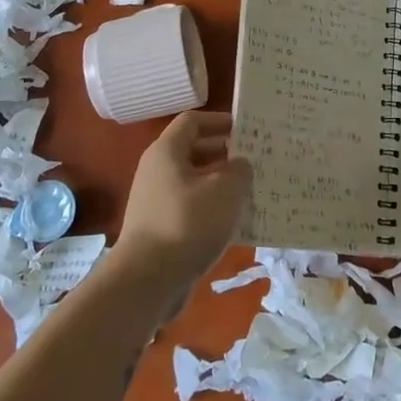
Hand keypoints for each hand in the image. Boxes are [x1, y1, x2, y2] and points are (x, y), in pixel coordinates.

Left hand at [113, 111, 252, 300]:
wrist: (147, 280)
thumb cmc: (188, 223)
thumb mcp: (226, 191)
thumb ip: (239, 171)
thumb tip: (239, 165)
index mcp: (167, 152)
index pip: (192, 121)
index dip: (219, 121)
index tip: (245, 129)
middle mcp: (157, 171)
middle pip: (193, 151)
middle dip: (223, 153)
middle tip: (254, 159)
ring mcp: (156, 201)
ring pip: (194, 182)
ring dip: (220, 183)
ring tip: (251, 190)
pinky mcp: (160, 229)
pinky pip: (191, 208)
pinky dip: (212, 209)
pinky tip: (235, 222)